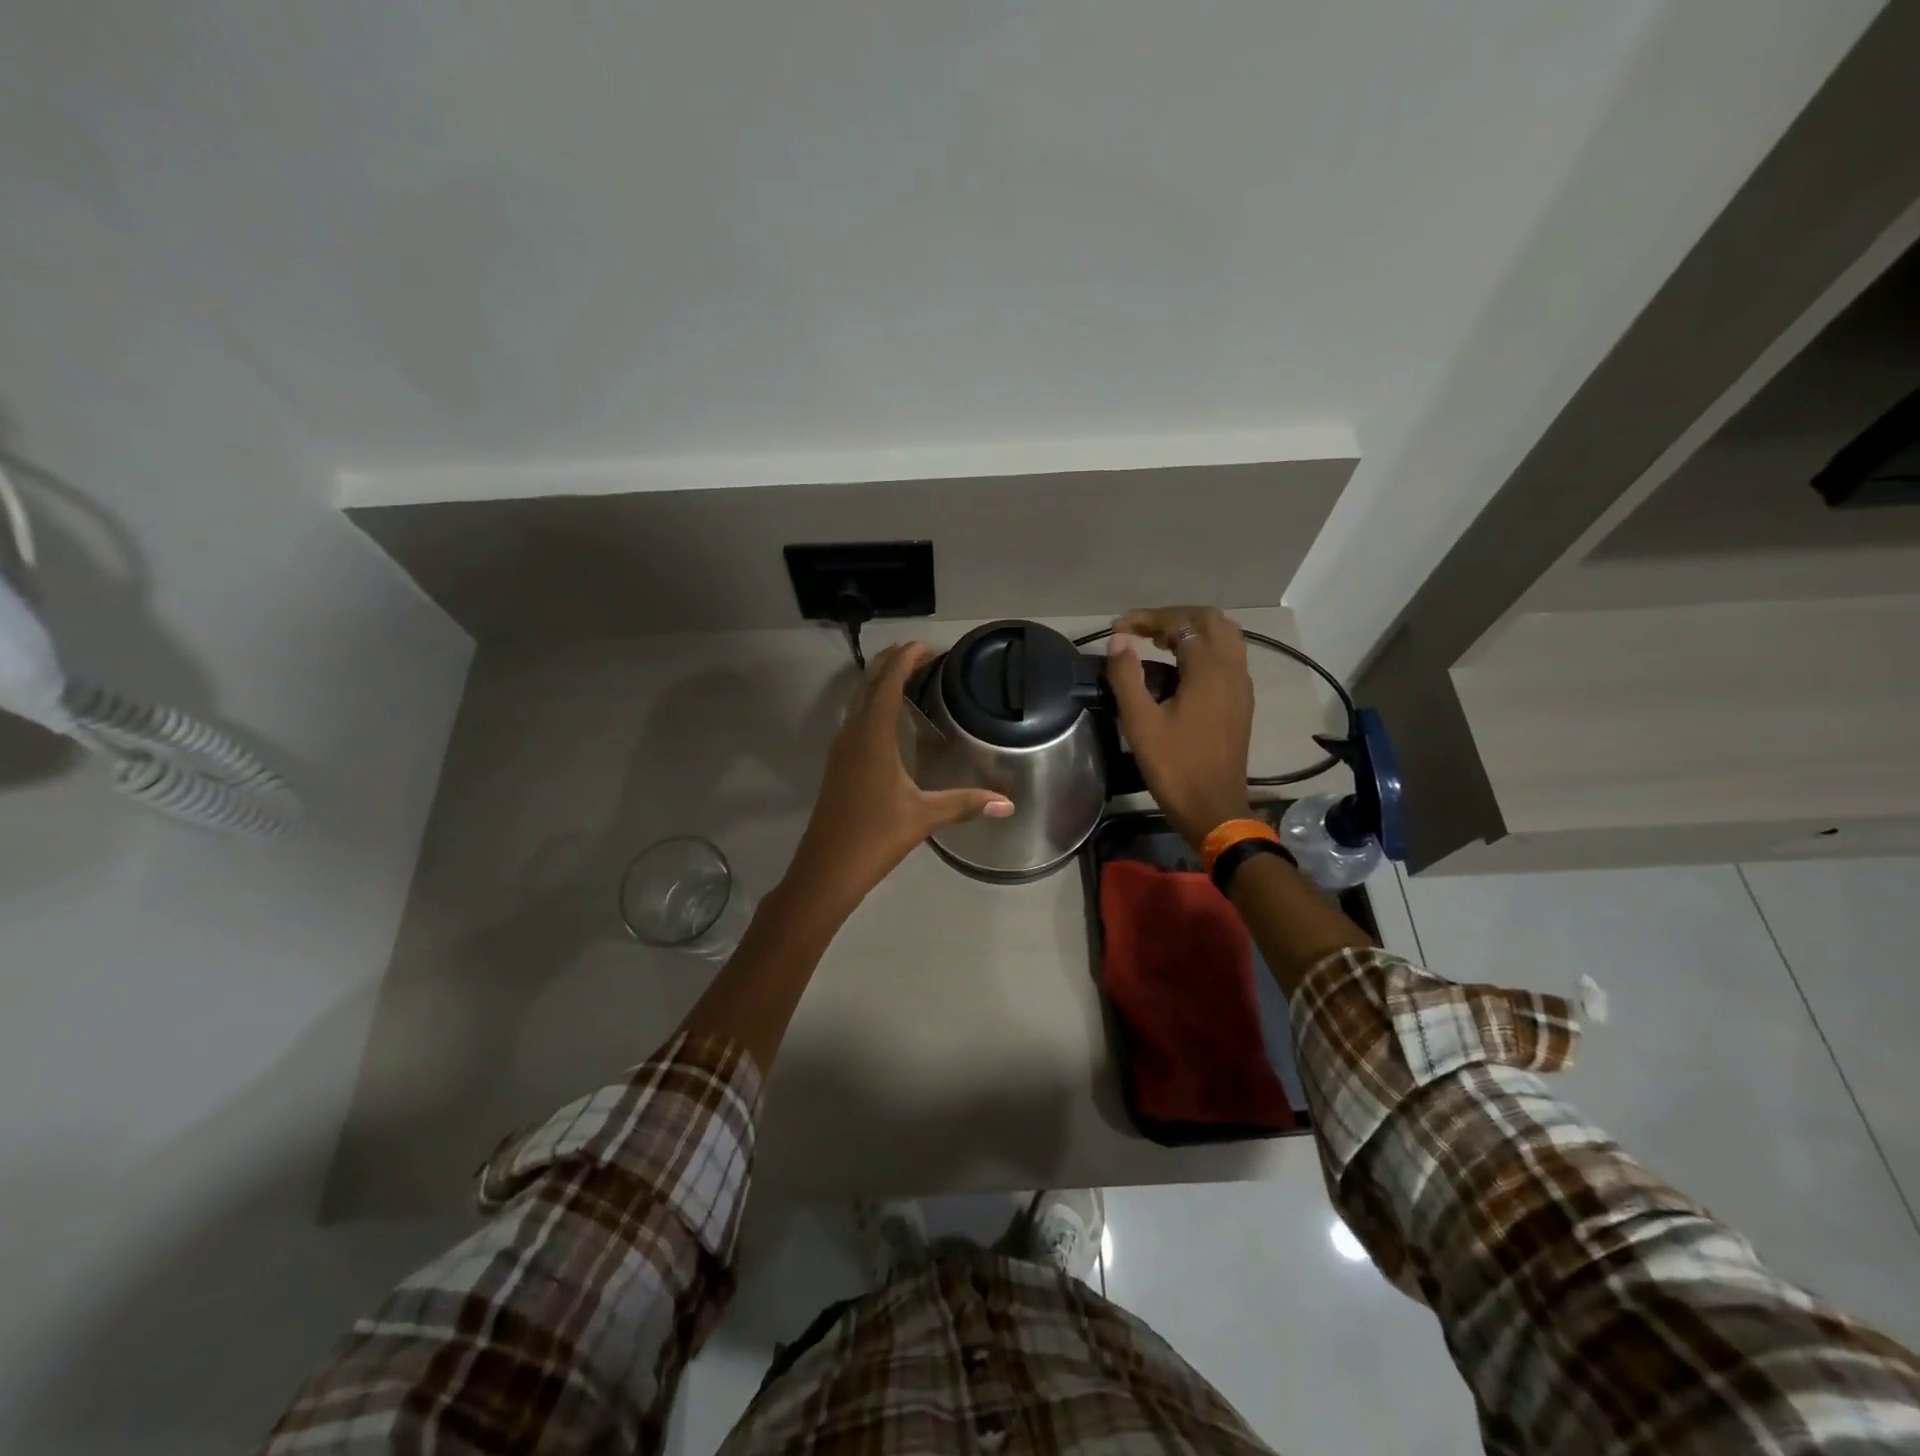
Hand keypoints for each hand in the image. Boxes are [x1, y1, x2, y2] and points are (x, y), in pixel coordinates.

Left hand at [787, 643, 1013, 910]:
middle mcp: (852, 734)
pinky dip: (872, 704)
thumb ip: (965, 804)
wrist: (826, 868)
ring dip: (879, 682)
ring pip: (858, 701)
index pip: (888, 683)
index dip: (906, 660)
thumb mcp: (923, 817)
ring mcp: (841, 749)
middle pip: (869, 684)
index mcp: (872, 736)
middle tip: (920, 653)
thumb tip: (1008, 803)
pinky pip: (855, 719)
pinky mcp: (838, 764)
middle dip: (892, 663)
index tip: (927, 646)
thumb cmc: (874, 835)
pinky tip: (887, 719)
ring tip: (906, 676)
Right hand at [1105, 606, 1254, 849]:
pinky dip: (1204, 648)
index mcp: (1209, 671)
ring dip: (1192, 630)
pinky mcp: (1241, 702)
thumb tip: (1119, 641)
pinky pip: (1228, 657)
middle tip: (1140, 630)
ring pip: (1224, 636)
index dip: (1149, 618)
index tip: (1118, 628)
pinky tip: (1179, 667)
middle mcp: (1232, 670)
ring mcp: (1241, 686)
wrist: (1214, 809)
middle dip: (1173, 617)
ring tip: (1158, 642)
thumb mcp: (1140, 724)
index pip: (1182, 623)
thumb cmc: (1175, 767)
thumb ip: (1127, 677)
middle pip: (1210, 620)